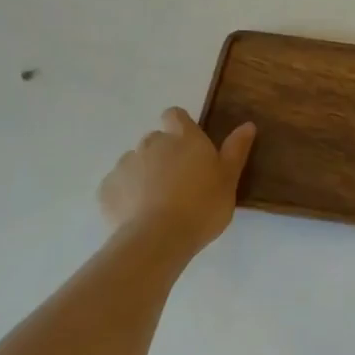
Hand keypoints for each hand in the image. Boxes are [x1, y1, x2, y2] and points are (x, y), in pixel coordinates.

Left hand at [98, 108, 255, 262]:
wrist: (157, 239)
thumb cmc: (202, 206)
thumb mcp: (229, 180)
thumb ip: (236, 150)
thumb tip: (247, 124)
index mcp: (184, 137)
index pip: (175, 115)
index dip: (179, 126)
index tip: (188, 146)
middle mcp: (152, 143)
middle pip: (155, 140)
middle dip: (163, 154)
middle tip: (178, 181)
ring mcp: (126, 164)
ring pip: (135, 162)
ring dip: (143, 174)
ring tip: (155, 202)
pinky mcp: (106, 189)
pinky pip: (117, 185)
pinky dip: (125, 194)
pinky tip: (137, 215)